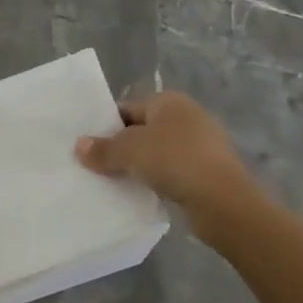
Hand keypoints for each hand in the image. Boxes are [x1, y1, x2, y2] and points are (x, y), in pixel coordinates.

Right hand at [75, 93, 254, 230]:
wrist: (223, 201)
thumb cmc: (174, 161)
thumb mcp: (130, 151)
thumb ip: (103, 148)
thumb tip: (79, 146)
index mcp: (170, 101)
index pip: (128, 108)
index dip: (106, 125)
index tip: (88, 146)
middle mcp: (187, 116)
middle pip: (143, 129)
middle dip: (121, 147)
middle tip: (96, 166)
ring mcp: (202, 145)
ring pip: (158, 152)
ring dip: (140, 166)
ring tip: (115, 182)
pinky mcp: (209, 171)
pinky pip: (173, 171)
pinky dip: (158, 180)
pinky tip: (143, 194)